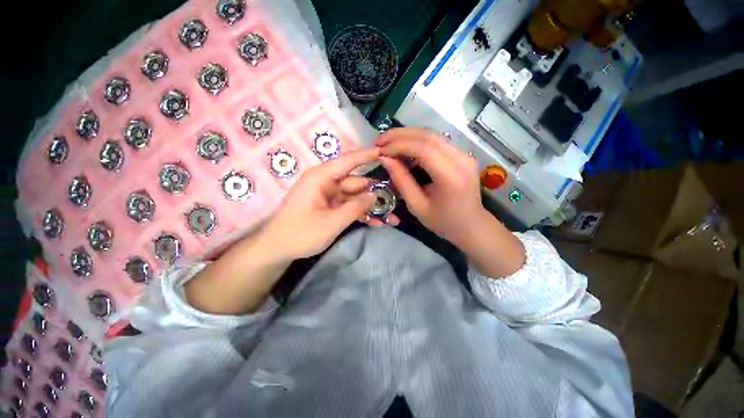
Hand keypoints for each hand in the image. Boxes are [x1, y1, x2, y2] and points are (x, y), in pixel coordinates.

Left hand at [259, 148, 396, 260]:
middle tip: (396, 200)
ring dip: (371, 207)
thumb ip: (355, 207)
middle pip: (356, 183)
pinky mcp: (330, 207)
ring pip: (355, 196)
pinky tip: (377, 222)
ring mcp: (329, 196)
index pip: (348, 161)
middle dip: (375, 193)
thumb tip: (375, 195)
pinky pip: (349, 206)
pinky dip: (361, 213)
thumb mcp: (332, 222)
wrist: (278, 250)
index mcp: (321, 178)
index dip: (367, 156)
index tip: (386, 151)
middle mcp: (326, 183)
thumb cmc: (301, 233)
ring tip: (392, 217)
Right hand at [377, 128, 524, 276]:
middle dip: (400, 135)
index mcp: (450, 177)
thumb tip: (384, 159)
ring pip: (432, 134)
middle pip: (428, 135)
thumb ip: (401, 181)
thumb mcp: (417, 206)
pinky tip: (404, 146)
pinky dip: (417, 140)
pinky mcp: (462, 154)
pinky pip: (437, 141)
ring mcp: (464, 154)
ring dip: (408, 135)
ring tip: (388, 142)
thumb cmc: (443, 222)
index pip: (423, 148)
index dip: (398, 145)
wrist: (471, 225)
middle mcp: (461, 159)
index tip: (380, 151)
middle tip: (380, 141)